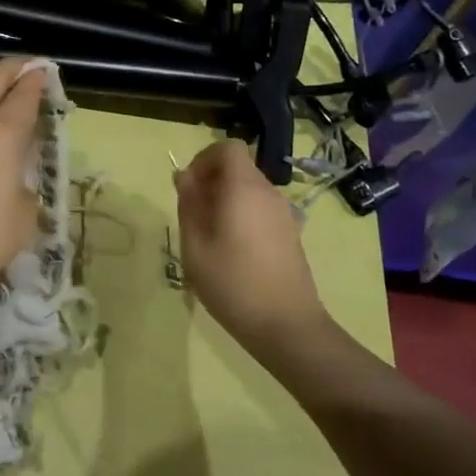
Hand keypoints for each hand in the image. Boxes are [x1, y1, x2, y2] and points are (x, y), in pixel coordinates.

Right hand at [174, 139, 329, 355]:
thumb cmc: (232, 283)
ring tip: (209, 237)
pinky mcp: (290, 234)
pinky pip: (260, 209)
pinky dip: (242, 215)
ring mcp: (284, 214)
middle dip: (211, 181)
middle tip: (193, 216)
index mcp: (244, 188)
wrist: (287, 327)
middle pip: (238, 168)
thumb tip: (184, 176)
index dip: (204, 158)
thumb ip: (189, 204)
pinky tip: (232, 251)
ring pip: (249, 189)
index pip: (228, 147)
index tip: (189, 187)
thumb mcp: (195, 244)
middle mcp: (268, 193)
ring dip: (225, 200)